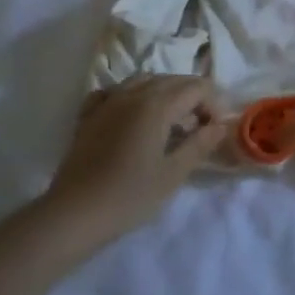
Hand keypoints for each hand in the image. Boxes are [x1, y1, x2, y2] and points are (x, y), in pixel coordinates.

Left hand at [43, 77, 230, 245]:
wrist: (74, 213)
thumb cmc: (129, 197)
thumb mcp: (172, 174)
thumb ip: (199, 145)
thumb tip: (220, 126)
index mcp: (157, 105)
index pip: (196, 87)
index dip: (212, 103)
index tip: (215, 130)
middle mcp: (132, 93)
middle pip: (172, 80)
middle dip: (192, 97)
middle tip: (199, 129)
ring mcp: (107, 101)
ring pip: (143, 81)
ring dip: (164, 94)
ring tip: (169, 122)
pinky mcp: (88, 114)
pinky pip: (115, 92)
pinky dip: (131, 96)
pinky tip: (132, 116)